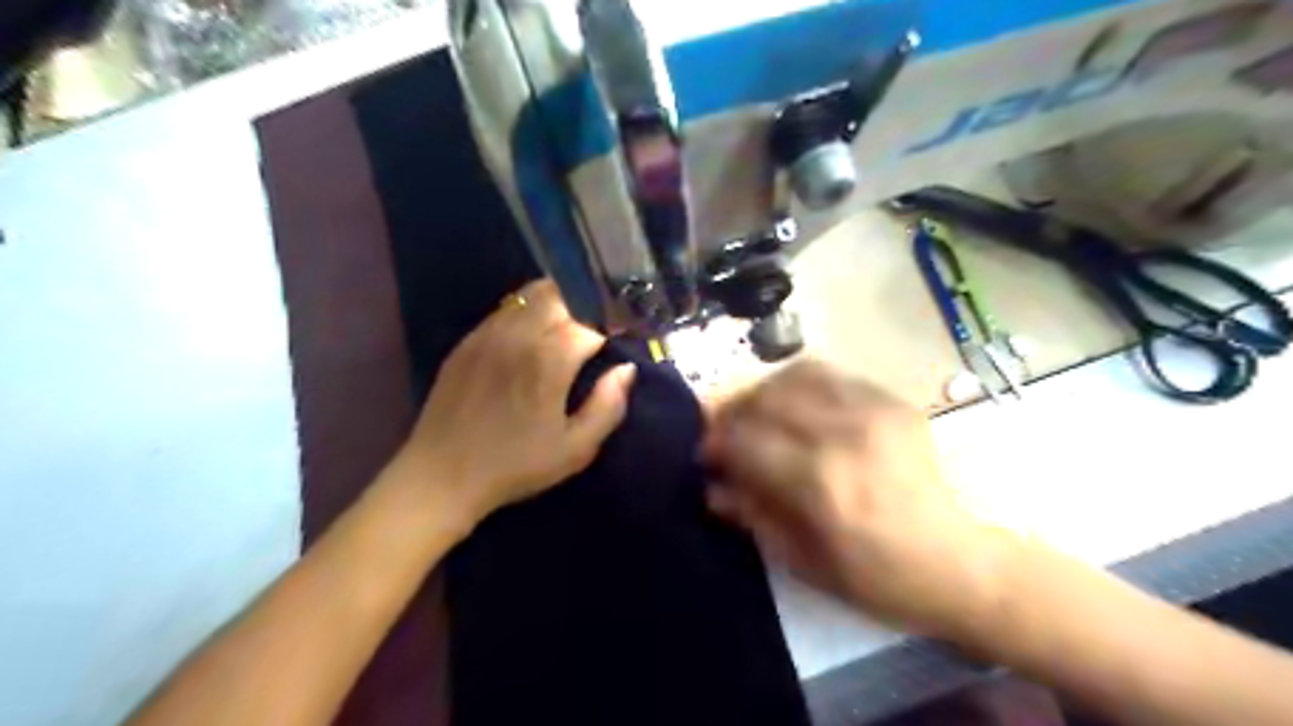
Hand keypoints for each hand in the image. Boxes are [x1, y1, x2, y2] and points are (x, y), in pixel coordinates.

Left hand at [394, 281, 633, 530]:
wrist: (442, 475)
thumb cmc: (515, 466)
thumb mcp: (576, 449)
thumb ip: (608, 405)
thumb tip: (626, 369)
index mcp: (549, 359)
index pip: (590, 325)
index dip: (608, 334)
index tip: (612, 350)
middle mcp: (518, 334)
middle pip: (559, 294)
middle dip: (581, 310)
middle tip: (588, 337)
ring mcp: (487, 334)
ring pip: (528, 295)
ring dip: (553, 306)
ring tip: (561, 333)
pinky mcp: (466, 342)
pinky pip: (503, 311)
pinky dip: (524, 315)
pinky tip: (527, 342)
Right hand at [707, 361, 1018, 638]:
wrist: (959, 562)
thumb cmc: (878, 577)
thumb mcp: (804, 562)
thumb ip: (753, 515)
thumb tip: (713, 486)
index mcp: (819, 482)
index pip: (745, 439)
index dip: (716, 443)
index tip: (707, 456)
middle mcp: (843, 432)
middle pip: (766, 397)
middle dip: (733, 411)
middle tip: (726, 432)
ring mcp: (873, 410)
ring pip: (797, 374)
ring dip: (765, 390)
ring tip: (757, 412)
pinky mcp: (892, 402)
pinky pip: (832, 375)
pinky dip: (801, 384)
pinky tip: (797, 406)